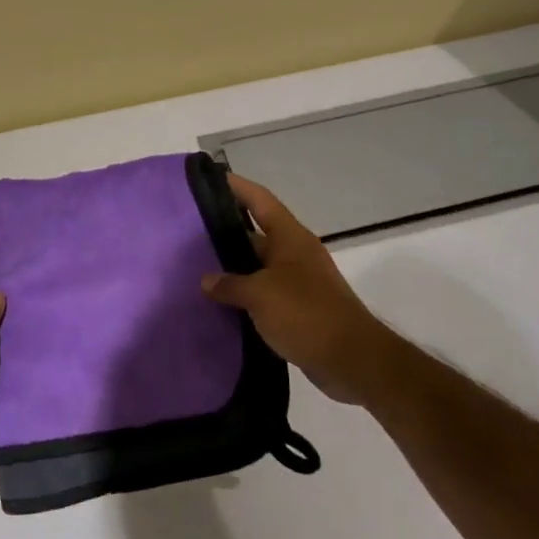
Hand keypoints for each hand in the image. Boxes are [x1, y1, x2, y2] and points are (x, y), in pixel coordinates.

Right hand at [201, 175, 402, 407]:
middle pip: (256, 231)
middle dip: (225, 229)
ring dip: (232, 265)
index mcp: (290, 237)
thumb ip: (230, 284)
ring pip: (257, 264)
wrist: (350, 359)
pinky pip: (263, 291)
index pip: (259, 200)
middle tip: (188, 229)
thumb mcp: (260, 295)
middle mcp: (294, 253)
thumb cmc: (305, 314)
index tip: (209, 179)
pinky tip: (218, 300)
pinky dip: (243, 293)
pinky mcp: (297, 308)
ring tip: (195, 264)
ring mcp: (297, 281)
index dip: (236, 187)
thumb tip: (206, 280)